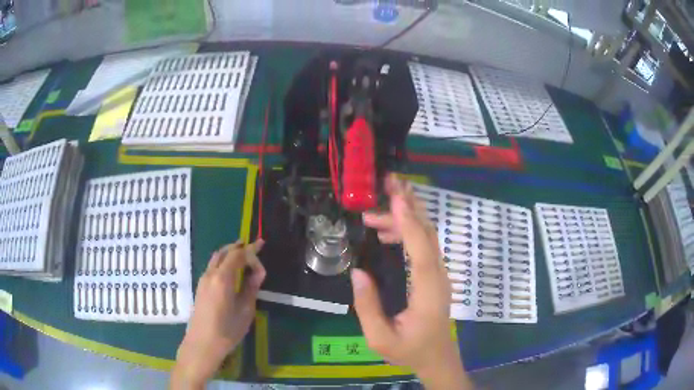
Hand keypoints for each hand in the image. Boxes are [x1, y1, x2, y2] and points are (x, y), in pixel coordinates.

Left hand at [171, 240, 265, 388]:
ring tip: (243, 255)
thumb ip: (251, 288)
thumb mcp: (245, 310)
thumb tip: (258, 272)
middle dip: (238, 247)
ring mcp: (203, 280)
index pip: (238, 255)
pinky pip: (212, 267)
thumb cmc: (228, 330)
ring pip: (216, 258)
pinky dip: (223, 261)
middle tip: (253, 246)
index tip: (262, 245)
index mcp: (223, 278)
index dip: (251, 249)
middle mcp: (211, 274)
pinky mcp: (200, 287)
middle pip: (224, 252)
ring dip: (229, 253)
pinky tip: (230, 270)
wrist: (202, 343)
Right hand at [354, 175, 472, 388]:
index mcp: (427, 293)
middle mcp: (438, 277)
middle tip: (389, 183)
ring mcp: (439, 274)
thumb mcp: (380, 338)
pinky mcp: (435, 274)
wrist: (437, 357)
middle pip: (428, 234)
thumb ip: (367, 307)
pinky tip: (386, 231)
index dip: (408, 225)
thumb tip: (358, 272)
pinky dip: (407, 230)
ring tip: (377, 207)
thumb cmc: (409, 350)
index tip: (395, 200)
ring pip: (427, 236)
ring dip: (406, 215)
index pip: (421, 253)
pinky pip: (424, 245)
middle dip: (410, 205)